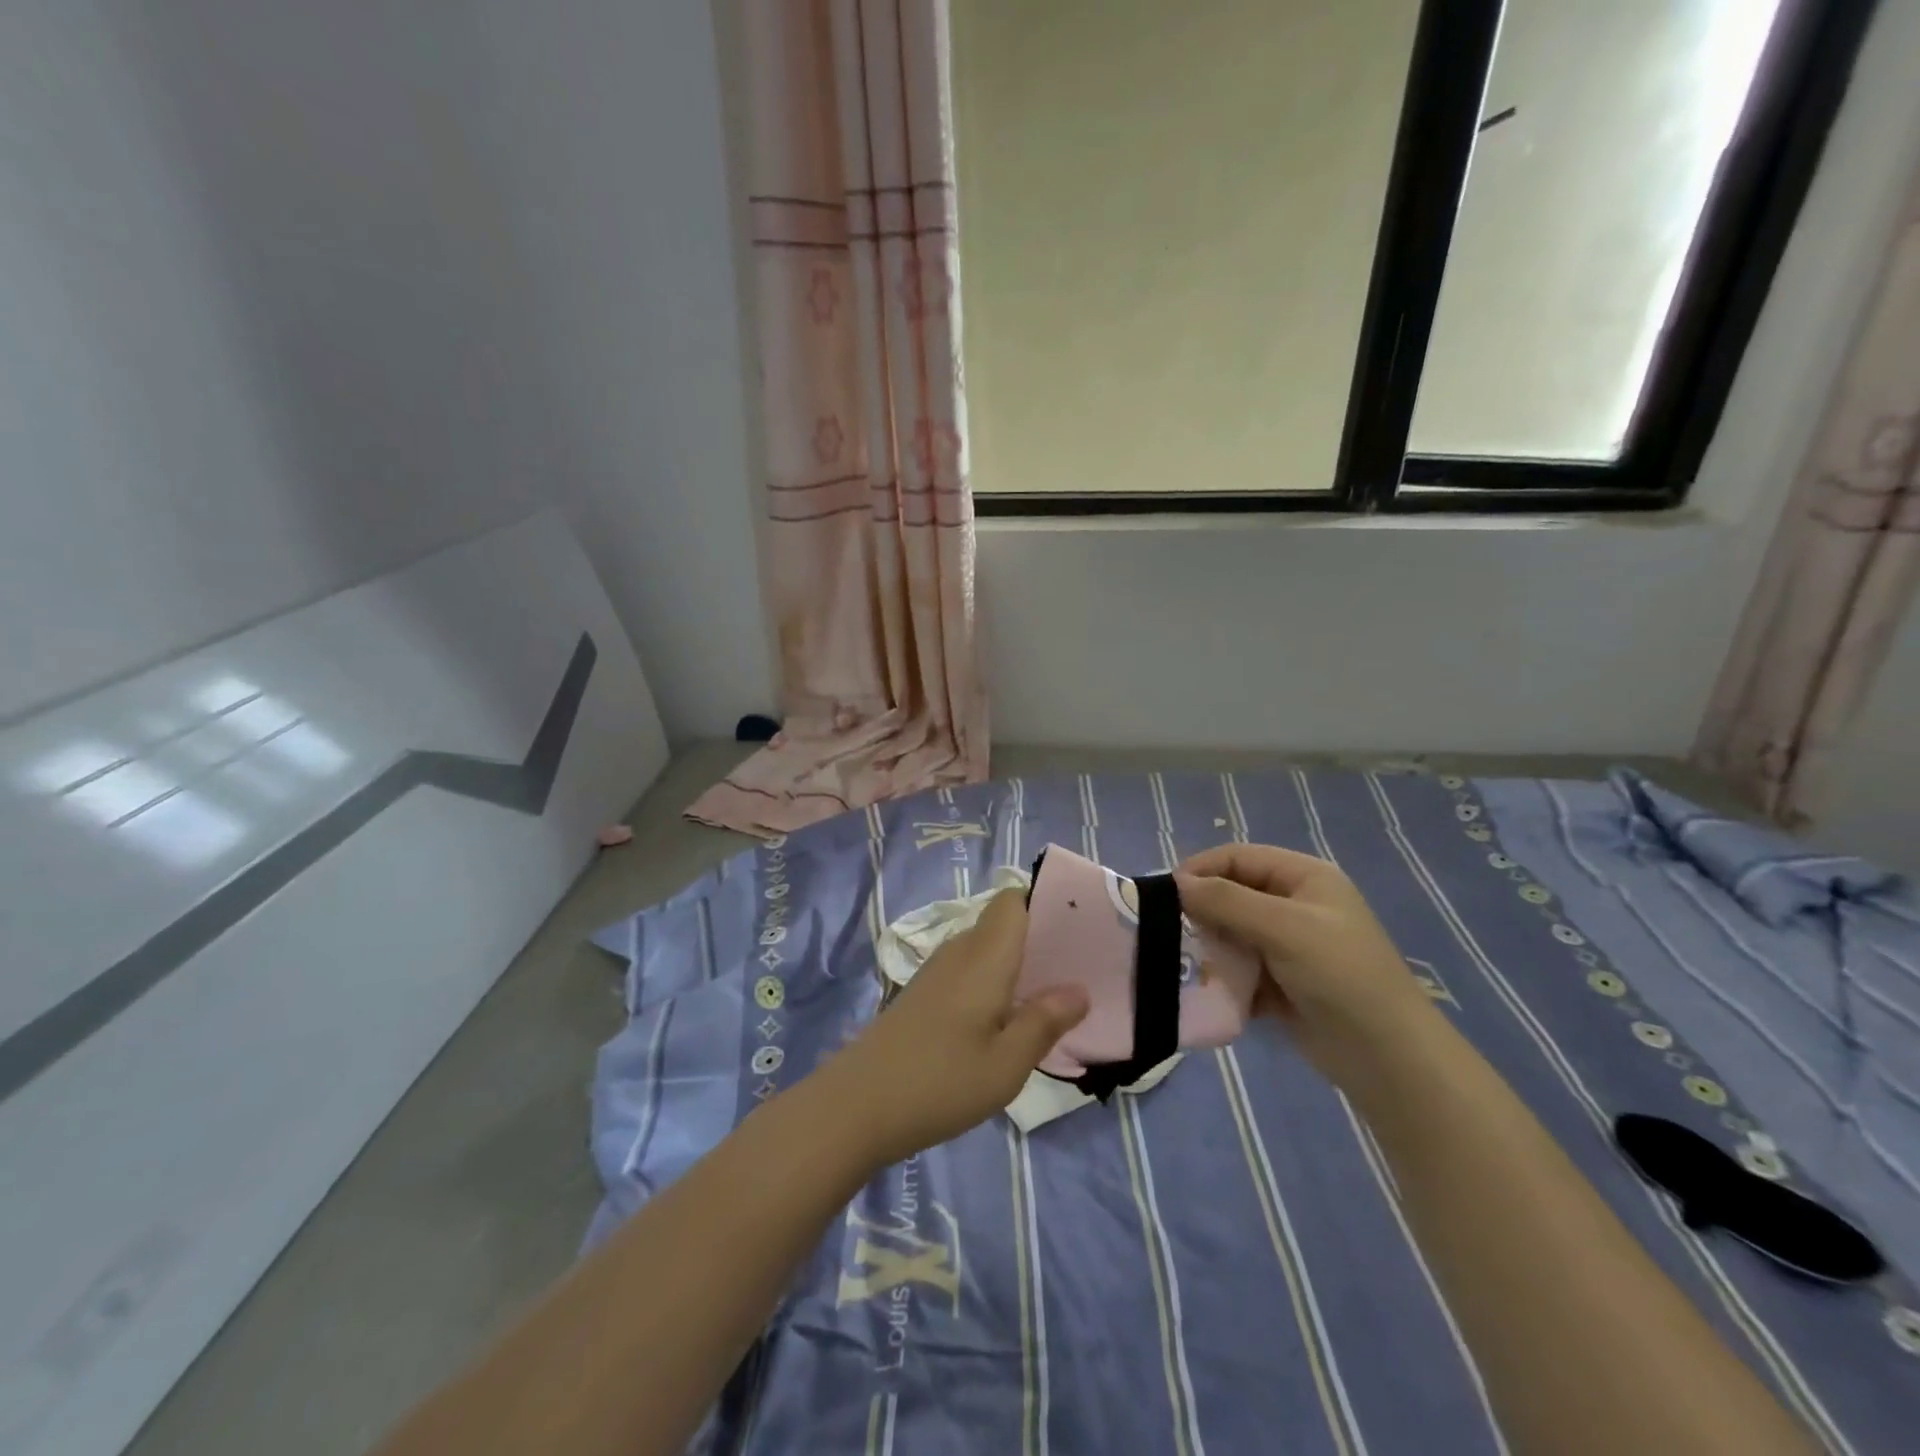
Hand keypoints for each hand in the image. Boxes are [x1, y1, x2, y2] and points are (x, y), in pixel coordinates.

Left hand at [820, 889, 1088, 1164]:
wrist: (856, 1105)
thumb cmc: (940, 1082)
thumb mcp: (1006, 1064)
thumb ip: (1044, 1022)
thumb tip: (1079, 990)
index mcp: (984, 956)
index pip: (1012, 900)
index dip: (1044, 905)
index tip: (1076, 933)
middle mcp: (959, 952)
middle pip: (1002, 923)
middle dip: (1039, 940)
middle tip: (1076, 973)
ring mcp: (937, 972)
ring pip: (986, 949)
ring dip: (1017, 965)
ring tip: (1050, 999)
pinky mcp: (924, 994)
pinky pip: (969, 971)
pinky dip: (993, 983)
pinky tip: (1005, 1021)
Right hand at [1176, 844, 1440, 1095]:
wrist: (1387, 1058)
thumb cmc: (1341, 975)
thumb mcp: (1284, 928)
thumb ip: (1227, 901)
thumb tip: (1176, 883)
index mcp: (1303, 877)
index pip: (1238, 857)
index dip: (1200, 870)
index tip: (1164, 896)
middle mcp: (1294, 904)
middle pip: (1231, 893)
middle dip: (1201, 911)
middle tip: (1169, 932)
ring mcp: (1287, 945)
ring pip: (1230, 932)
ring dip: (1208, 945)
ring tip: (1182, 962)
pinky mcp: (1279, 982)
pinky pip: (1237, 967)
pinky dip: (1220, 975)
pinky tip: (1202, 989)